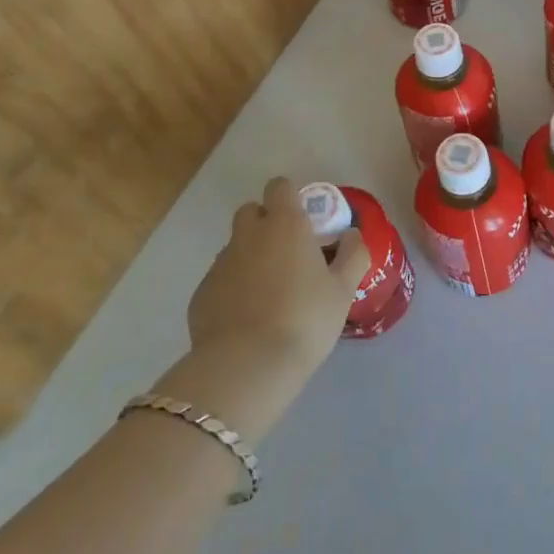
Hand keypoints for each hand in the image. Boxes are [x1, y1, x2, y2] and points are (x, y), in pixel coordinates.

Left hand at [158, 177, 369, 442]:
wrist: (247, 367)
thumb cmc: (305, 319)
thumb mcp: (344, 289)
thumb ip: (353, 254)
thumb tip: (351, 234)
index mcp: (285, 225)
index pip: (280, 186)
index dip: (291, 198)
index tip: (306, 221)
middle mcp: (248, 235)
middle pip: (251, 211)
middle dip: (266, 223)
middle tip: (289, 254)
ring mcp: (220, 264)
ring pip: (235, 246)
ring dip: (251, 257)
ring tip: (270, 292)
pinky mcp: (201, 294)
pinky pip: (220, 279)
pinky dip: (233, 288)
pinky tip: (248, 318)